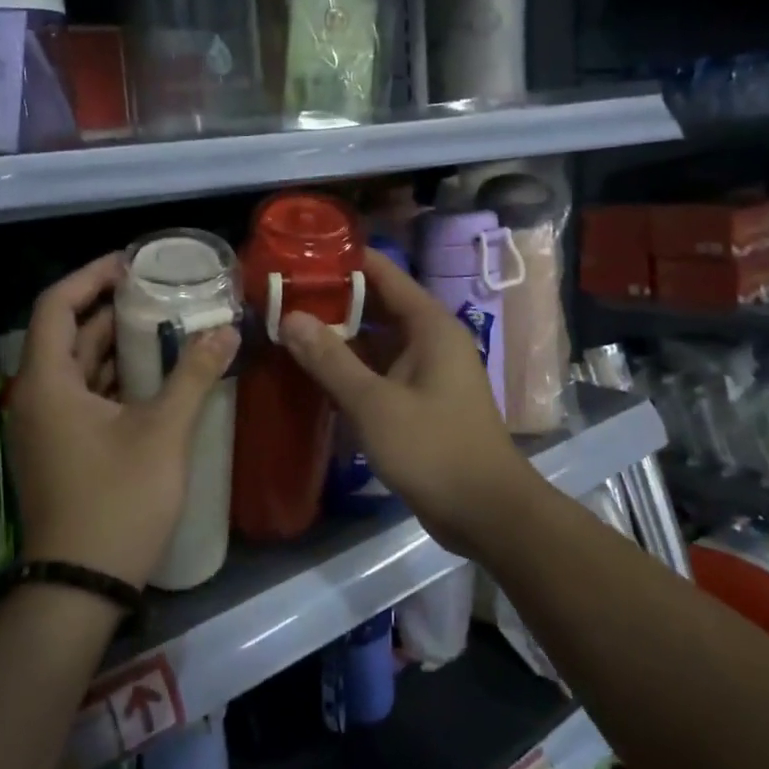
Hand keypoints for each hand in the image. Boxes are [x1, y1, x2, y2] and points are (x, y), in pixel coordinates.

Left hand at [5, 253, 239, 587]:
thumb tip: (227, 330)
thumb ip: (194, 376)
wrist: (81, 585)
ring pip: (78, 367)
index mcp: (47, 382)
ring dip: (118, 345)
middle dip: (113, 309)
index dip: (91, 276)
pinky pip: (84, 395)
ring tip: (167, 325)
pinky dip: (115, 378)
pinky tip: (156, 376)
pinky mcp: (60, 448)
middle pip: (68, 333)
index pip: (56, 305)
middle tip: (161, 292)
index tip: (133, 263)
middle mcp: (37, 397)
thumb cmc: (117, 501)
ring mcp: (46, 426)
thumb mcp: (162, 433)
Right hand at [278, 248, 540, 556]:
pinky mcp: (421, 402)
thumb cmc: (433, 449)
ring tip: (289, 329)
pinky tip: (315, 374)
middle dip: (334, 302)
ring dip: (340, 338)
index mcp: (430, 326)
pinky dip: (352, 370)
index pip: (384, 274)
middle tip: (282, 296)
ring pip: (378, 342)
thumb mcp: (374, 403)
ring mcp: (427, 372)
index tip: (299, 256)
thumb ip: (330, 359)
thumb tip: (291, 317)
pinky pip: (381, 372)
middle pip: (379, 306)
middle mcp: (431, 340)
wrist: (485, 512)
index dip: (344, 262)